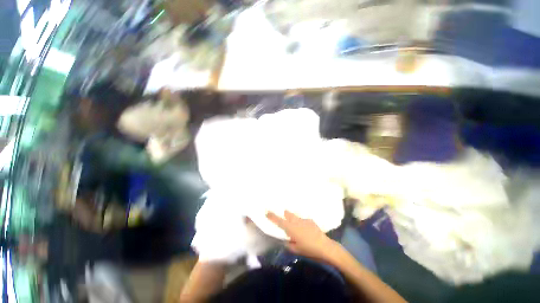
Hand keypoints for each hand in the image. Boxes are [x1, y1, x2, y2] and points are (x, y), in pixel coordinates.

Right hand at [266, 210, 337, 260]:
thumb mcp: (296, 250)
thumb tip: (287, 240)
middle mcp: (296, 221)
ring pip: (295, 216)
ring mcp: (304, 220)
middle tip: (284, 216)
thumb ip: (289, 244)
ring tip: (295, 225)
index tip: (266, 211)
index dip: (272, 216)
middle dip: (285, 214)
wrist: (325, 247)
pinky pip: (303, 220)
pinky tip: (306, 230)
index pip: (279, 221)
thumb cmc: (309, 249)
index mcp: (291, 228)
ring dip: (293, 219)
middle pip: (288, 214)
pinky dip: (302, 223)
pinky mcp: (311, 221)